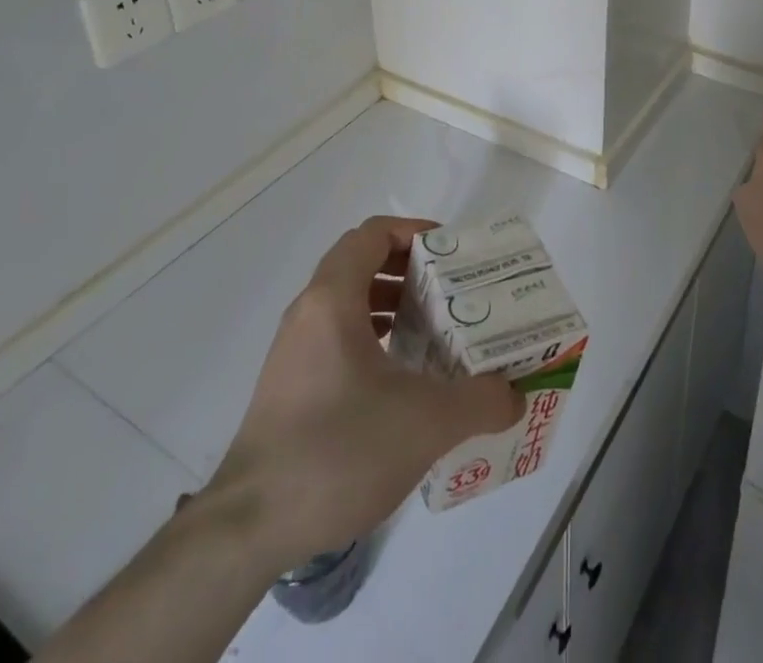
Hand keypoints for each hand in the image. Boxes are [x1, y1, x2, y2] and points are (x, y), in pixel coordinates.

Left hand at [203, 216, 523, 566]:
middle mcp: (308, 314)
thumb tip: (514, 396)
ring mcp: (294, 353)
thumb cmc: (337, 451)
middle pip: (362, 264)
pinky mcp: (290, 388)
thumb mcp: (425, 423)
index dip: (414, 232)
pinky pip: (338, 340)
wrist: (248, 530)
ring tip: (434, 333)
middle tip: (452, 292)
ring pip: (349, 304)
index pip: (373, 234)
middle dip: (411, 271)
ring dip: (393, 306)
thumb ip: (480, 401)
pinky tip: (402, 380)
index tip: (452, 253)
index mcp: (332, 300)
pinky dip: (374, 340)